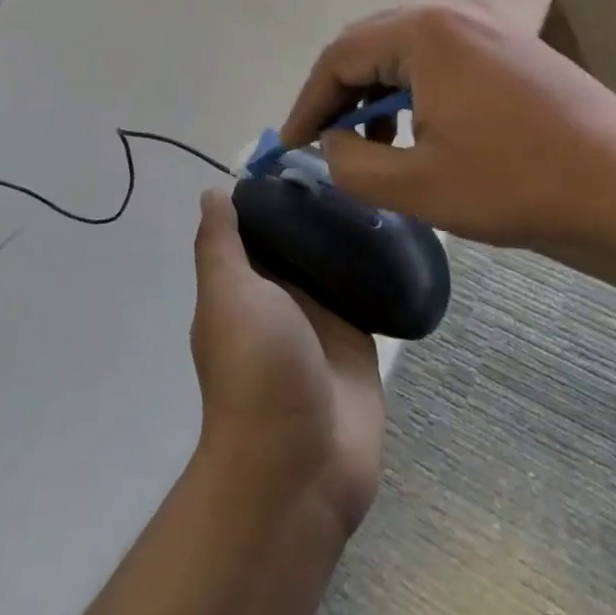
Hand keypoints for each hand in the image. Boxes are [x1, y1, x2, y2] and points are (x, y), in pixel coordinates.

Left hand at [190, 189, 385, 534]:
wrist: (301, 465)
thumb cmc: (257, 370)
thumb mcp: (228, 297)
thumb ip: (220, 245)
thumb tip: (213, 192)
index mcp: (245, 284)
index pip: (258, 224)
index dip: (274, 189)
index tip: (306, 149)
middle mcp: (281, 296)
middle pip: (300, 238)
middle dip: (320, 204)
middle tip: (357, 159)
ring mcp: (322, 317)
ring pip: (336, 260)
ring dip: (352, 232)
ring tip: (383, 182)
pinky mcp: (359, 337)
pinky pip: (368, 290)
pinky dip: (379, 265)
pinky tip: (402, 228)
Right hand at [280, 0, 615, 298]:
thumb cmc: (516, 182)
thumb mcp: (417, 185)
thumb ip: (352, 163)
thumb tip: (332, 142)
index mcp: (423, 31)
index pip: (339, 56)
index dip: (308, 103)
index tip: (291, 144)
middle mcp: (451, 9)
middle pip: (369, 44)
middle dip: (339, 94)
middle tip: (322, 140)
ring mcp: (485, 20)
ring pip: (404, 48)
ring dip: (377, 90)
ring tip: (372, 143)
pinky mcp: (507, 41)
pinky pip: (439, 53)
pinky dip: (414, 86)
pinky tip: (419, 126)